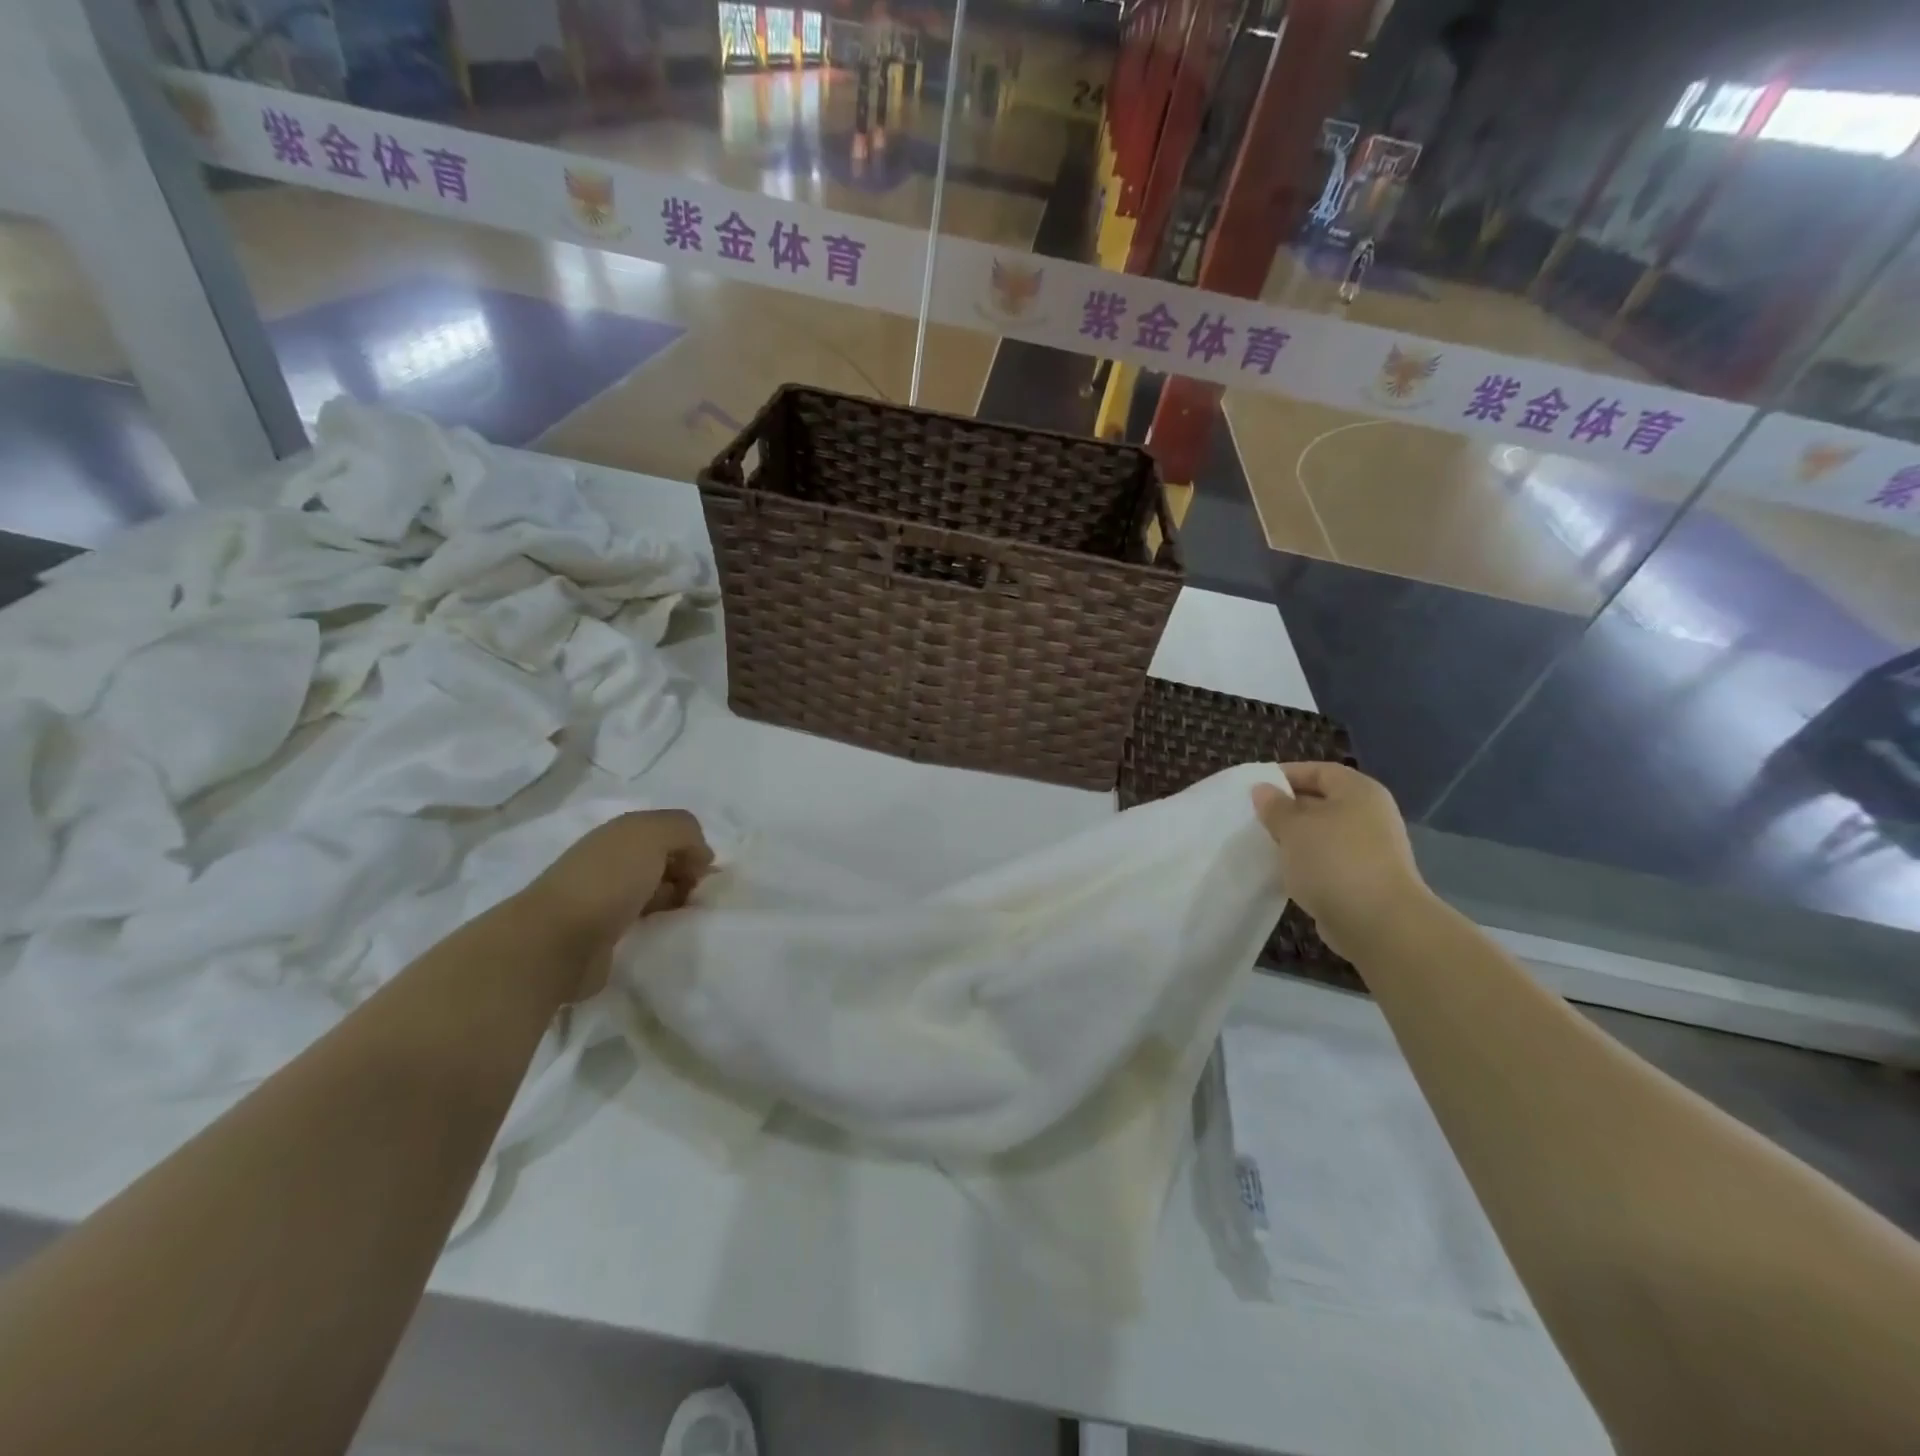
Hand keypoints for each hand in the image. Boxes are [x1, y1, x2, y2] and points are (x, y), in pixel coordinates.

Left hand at [520, 810, 711, 999]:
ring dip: (675, 901)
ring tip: (682, 916)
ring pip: (656, 891)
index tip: (703, 871)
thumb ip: (685, 830)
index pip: (670, 831)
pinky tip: (665, 931)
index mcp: (621, 833)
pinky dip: (659, 923)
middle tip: (694, 895)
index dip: (692, 847)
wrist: (557, 941)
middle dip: (687, 875)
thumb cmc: (609, 880)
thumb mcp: (653, 834)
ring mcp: (605, 897)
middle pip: (664, 861)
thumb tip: (700, 856)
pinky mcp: (604, 933)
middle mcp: (613, 859)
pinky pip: (644, 921)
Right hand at [1251, 763, 1429, 955]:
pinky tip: (1285, 871)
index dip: (1286, 775)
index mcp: (1358, 791)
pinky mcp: (1365, 878)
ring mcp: (1371, 848)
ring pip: (1323, 833)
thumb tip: (1263, 789)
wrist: (1378, 922)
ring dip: (1295, 838)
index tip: (1255, 788)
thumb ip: (1274, 806)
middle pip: (1322, 801)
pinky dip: (1307, 862)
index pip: (1319, 771)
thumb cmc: (1333, 861)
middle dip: (1287, 808)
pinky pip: (1329, 860)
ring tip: (1264, 843)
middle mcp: (1370, 815)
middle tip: (1254, 817)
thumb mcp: (1293, 827)